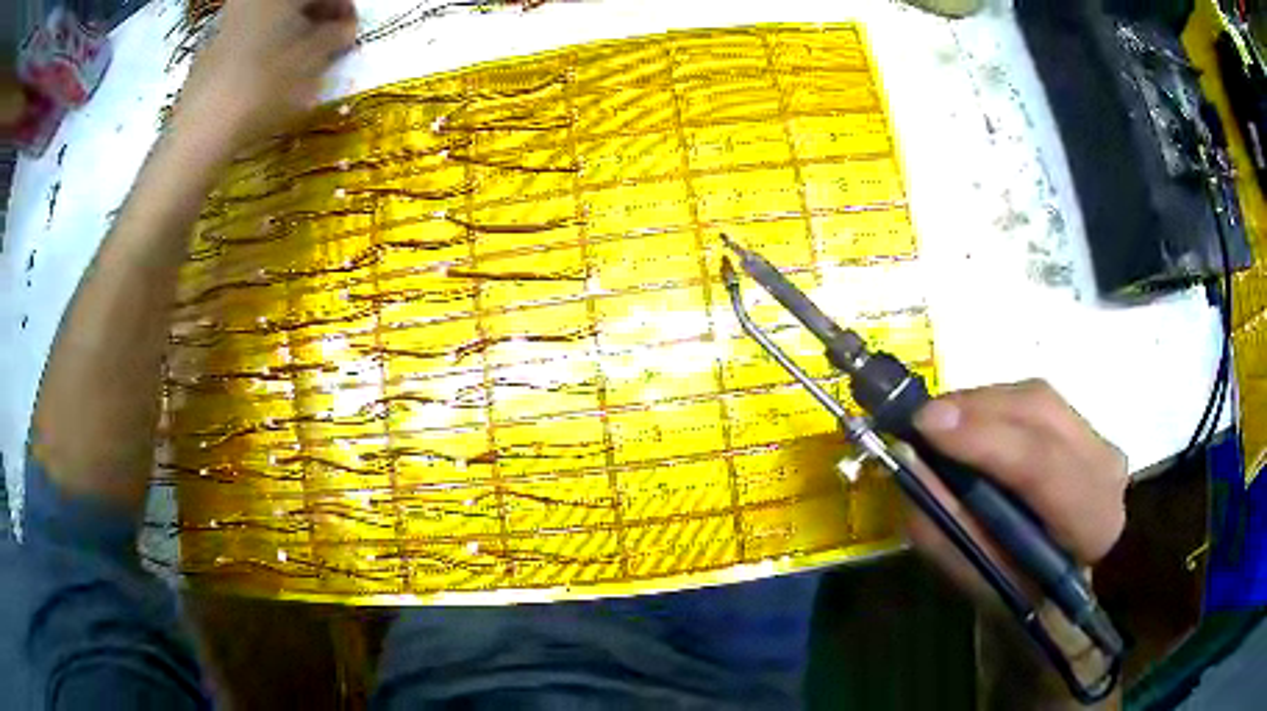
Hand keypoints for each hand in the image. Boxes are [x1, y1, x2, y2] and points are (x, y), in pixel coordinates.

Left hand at [170, 0, 357, 161]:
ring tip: (301, 61)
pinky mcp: (211, 46)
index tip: (351, 31)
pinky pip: (250, 34)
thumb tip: (344, 30)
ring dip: (291, 31)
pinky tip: (271, 71)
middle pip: (295, 2)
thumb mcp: (312, 59)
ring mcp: (228, 19)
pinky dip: (267, 44)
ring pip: (272, 17)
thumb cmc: (262, 85)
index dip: (343, 8)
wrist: (201, 130)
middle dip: (316, 18)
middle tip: (329, 43)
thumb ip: (336, 36)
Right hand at [904, 380, 1128, 601]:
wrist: (1065, 591)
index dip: (985, 439)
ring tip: (938, 423)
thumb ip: (948, 526)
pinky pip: (1033, 400)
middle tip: (921, 420)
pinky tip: (969, 423)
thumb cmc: (1019, 596)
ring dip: (980, 405)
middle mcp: (1105, 467)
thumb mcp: (980, 579)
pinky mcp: (1085, 426)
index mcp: (1092, 521)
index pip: (1043, 465)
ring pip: (1035, 397)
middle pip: (1040, 412)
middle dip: (976, 409)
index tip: (926, 426)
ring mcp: (1099, 439)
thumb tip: (910, 464)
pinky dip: (993, 406)